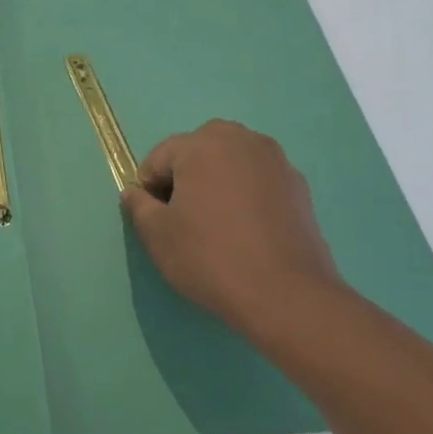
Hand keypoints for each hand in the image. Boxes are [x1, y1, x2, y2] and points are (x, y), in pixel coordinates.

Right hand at [120, 120, 345, 345]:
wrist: (285, 293)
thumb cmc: (209, 257)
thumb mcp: (157, 235)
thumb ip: (138, 206)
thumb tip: (134, 193)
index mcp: (202, 145)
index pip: (159, 157)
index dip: (149, 188)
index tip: (155, 219)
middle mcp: (241, 140)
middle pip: (199, 150)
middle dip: (185, 176)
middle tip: (183, 217)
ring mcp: (275, 161)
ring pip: (231, 162)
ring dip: (217, 181)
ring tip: (216, 223)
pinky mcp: (299, 186)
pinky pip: (258, 180)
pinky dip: (245, 194)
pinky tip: (245, 230)